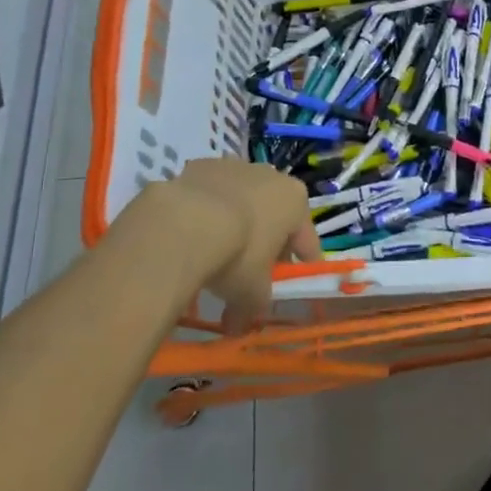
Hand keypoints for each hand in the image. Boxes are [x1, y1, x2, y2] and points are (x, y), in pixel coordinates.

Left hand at [120, 159, 319, 331]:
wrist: (184, 223)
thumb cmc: (236, 254)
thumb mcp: (252, 292)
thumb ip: (253, 307)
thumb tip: (238, 326)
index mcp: (295, 201)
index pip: (307, 239)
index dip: (302, 263)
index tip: (295, 281)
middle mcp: (271, 176)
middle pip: (274, 214)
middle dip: (266, 241)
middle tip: (253, 272)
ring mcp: (235, 166)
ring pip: (241, 200)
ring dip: (235, 222)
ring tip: (216, 252)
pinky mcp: (200, 165)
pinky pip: (209, 194)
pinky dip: (204, 212)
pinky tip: (190, 236)